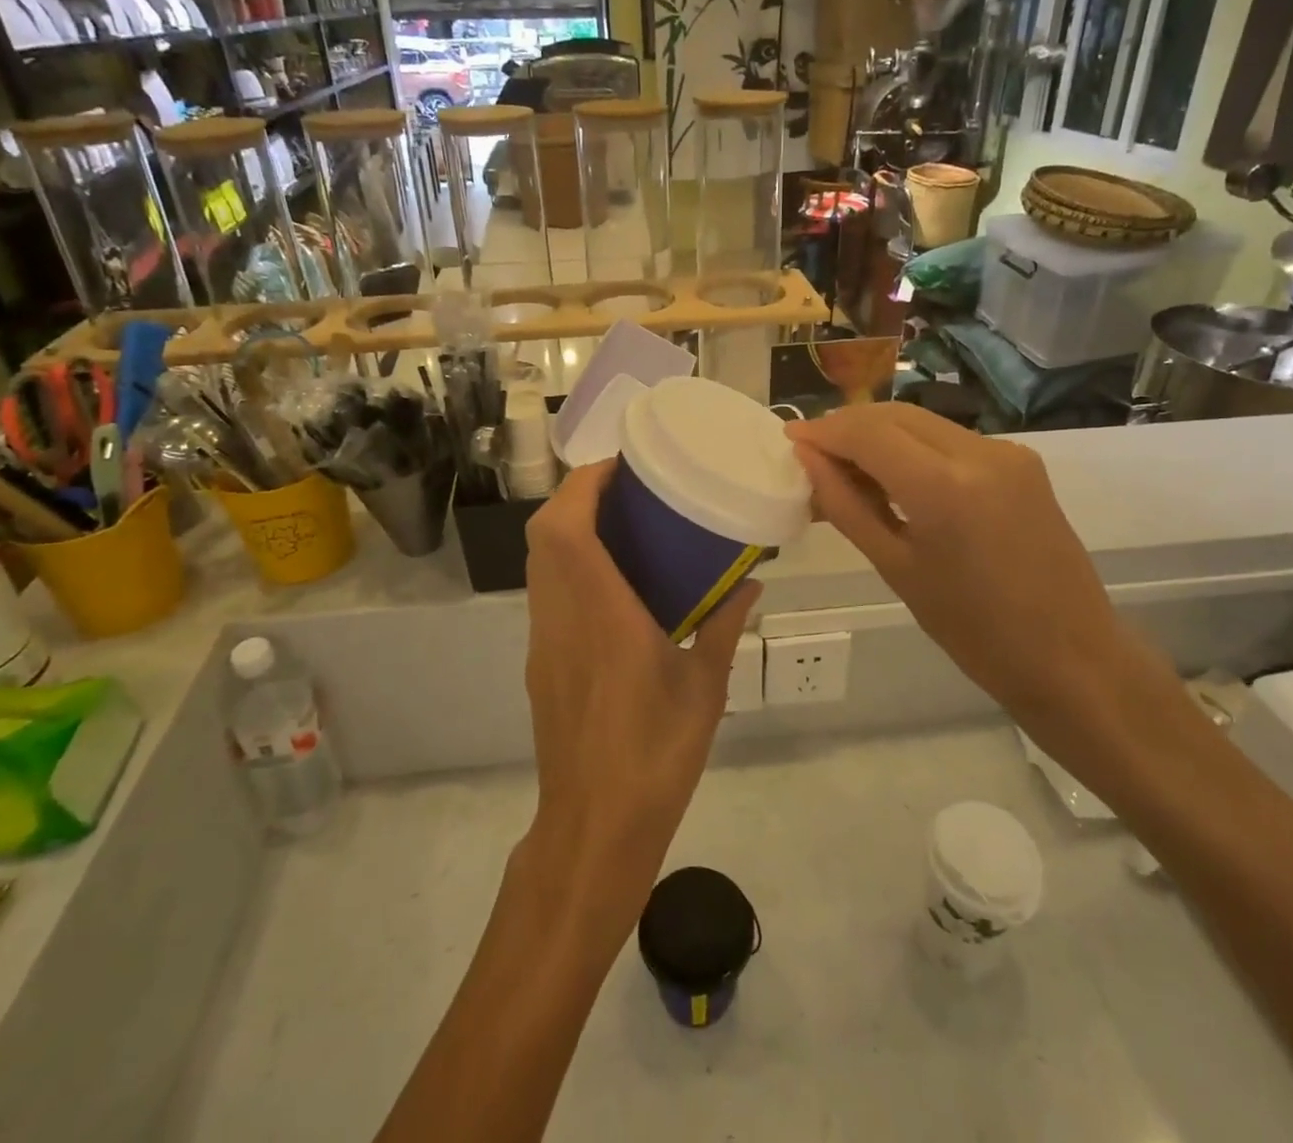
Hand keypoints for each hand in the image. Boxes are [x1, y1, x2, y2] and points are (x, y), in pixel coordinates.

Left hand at [519, 461, 758, 945]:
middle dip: (577, 495)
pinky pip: (545, 590)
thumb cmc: (655, 755)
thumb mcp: (705, 688)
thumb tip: (753, 580)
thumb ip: (726, 626)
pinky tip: (610, 578)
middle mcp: (562, 616)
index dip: (586, 484)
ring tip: (620, 521)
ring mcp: (544, 639)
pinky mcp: (540, 660)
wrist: (594, 826)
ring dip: (568, 526)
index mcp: (603, 614)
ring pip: (539, 560)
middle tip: (627, 488)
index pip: (569, 528)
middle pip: (544, 533)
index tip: (623, 465)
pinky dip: (567, 562)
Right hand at [786, 405, 1186, 769]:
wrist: (1072, 657)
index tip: (790, 442)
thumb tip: (808, 460)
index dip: (824, 431)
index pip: (867, 432)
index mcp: (944, 486)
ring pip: (923, 423)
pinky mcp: (1022, 462)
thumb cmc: (974, 630)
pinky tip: (896, 480)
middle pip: (895, 415)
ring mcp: (1007, 453)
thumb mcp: (896, 569)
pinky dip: (914, 449)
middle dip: (848, 427)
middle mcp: (979, 452)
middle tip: (813, 457)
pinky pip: (951, 441)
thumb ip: (846, 506)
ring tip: (848, 472)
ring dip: (880, 436)